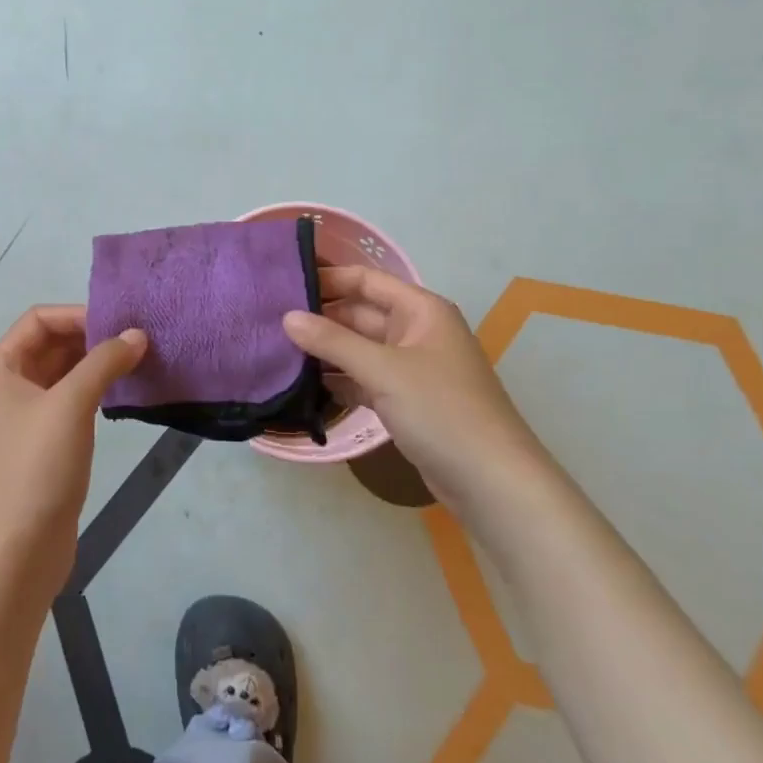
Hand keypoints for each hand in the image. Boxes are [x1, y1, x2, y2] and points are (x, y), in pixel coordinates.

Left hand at [0, 306, 145, 596]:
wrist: (18, 548)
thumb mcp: (71, 404)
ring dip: (95, 364)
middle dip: (90, 338)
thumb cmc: (37, 466)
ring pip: (63, 373)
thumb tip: (137, 335)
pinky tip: (122, 392)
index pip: (39, 320)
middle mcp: (9, 387)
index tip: (118, 323)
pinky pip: (70, 401)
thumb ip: (104, 362)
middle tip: (136, 339)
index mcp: (1, 369)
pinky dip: (94, 390)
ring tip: (137, 361)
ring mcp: (26, 417)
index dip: (77, 315)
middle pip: (51, 344)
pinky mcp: (44, 443)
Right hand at [283, 268, 552, 505]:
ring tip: (277, 349)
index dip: (327, 279)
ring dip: (326, 350)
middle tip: (270, 321)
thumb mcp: (383, 370)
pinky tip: (305, 385)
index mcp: (421, 310)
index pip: (366, 280)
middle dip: (320, 317)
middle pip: (360, 314)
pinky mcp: (407, 401)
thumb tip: (287, 317)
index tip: (282, 284)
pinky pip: (366, 379)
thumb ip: (332, 341)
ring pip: (360, 349)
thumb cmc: (441, 411)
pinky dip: (340, 380)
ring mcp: (412, 369)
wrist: (493, 483)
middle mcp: (417, 332)